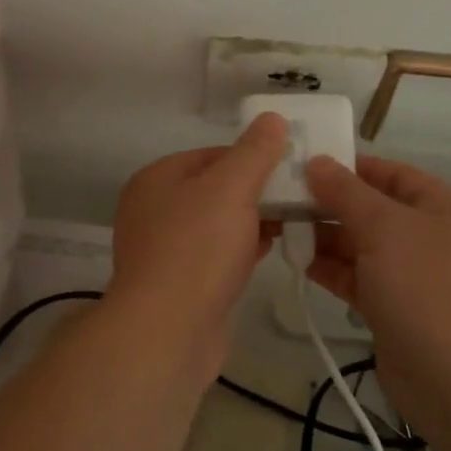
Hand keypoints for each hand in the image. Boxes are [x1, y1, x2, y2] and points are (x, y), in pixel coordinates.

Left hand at [107, 113, 288, 370]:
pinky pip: (215, 256)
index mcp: (157, 179)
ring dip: (251, 221)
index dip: (252, 157)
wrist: (167, 332)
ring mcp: (163, 250)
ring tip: (291, 222)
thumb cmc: (197, 249)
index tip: (290, 167)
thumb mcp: (231, 188)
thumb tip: (272, 118)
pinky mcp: (178, 285)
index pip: (213, 154)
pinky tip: (268, 251)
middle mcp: (153, 210)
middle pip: (214, 189)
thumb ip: (254, 152)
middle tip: (297, 196)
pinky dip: (241, 250)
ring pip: (217, 224)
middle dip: (255, 191)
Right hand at [303, 155, 450, 410]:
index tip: (300, 162)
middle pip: (369, 208)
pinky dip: (328, 268)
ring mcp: (409, 274)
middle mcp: (425, 234)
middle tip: (278, 196)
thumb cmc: (426, 287)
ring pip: (358, 244)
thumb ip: (346, 192)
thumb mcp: (385, 227)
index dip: (347, 166)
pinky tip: (296, 260)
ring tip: (279, 226)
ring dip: (322, 236)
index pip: (388, 172)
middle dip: (327, 202)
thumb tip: (316, 161)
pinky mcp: (391, 308)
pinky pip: (355, 277)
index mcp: (438, 205)